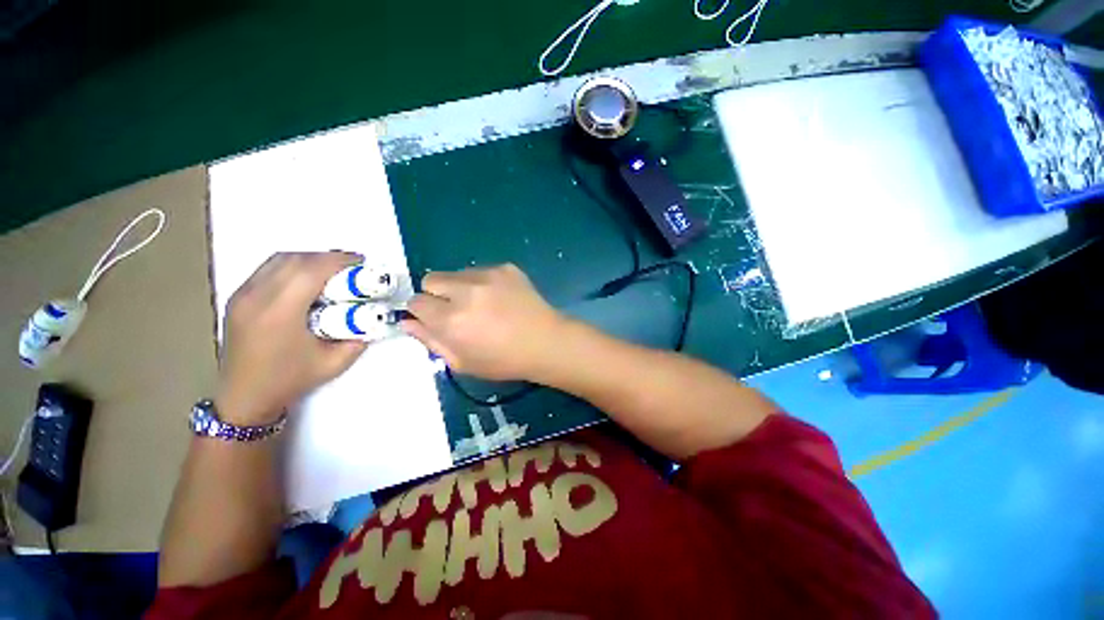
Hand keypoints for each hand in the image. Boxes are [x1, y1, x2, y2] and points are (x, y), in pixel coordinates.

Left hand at [216, 252, 367, 424]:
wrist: (245, 397)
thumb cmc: (290, 380)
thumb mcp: (334, 362)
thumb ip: (358, 337)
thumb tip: (373, 316)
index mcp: (279, 313)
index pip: (310, 270)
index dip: (338, 260)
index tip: (360, 261)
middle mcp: (256, 297)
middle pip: (294, 259)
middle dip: (326, 256)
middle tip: (351, 265)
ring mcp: (242, 296)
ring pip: (278, 260)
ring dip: (308, 259)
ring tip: (331, 269)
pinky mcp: (237, 298)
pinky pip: (267, 269)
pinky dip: (292, 266)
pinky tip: (307, 279)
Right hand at [400, 264, 566, 381]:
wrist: (545, 342)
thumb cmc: (504, 360)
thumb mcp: (462, 362)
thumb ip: (431, 341)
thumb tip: (408, 322)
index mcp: (451, 320)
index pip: (415, 302)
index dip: (423, 312)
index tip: (435, 319)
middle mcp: (465, 291)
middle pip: (430, 279)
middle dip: (436, 295)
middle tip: (457, 310)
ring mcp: (488, 275)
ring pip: (456, 273)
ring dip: (460, 287)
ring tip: (482, 305)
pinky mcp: (505, 268)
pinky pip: (481, 270)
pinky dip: (483, 283)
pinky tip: (500, 298)